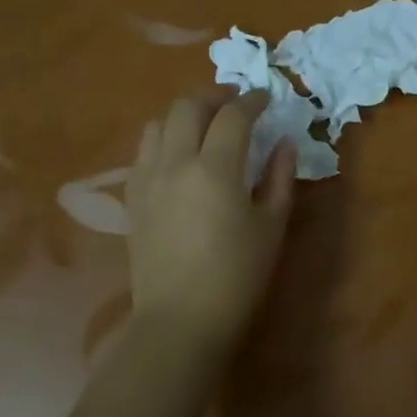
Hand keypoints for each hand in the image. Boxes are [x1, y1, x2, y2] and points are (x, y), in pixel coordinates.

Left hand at [127, 89, 297, 348]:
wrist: (181, 321)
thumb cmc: (237, 277)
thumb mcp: (271, 226)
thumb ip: (279, 177)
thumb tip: (284, 143)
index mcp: (216, 169)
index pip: (233, 115)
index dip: (253, 100)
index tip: (266, 99)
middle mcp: (176, 163)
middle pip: (188, 106)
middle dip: (214, 96)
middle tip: (235, 105)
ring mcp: (148, 179)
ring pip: (159, 123)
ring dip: (185, 115)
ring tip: (205, 126)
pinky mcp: (133, 198)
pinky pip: (143, 151)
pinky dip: (164, 140)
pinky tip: (179, 157)